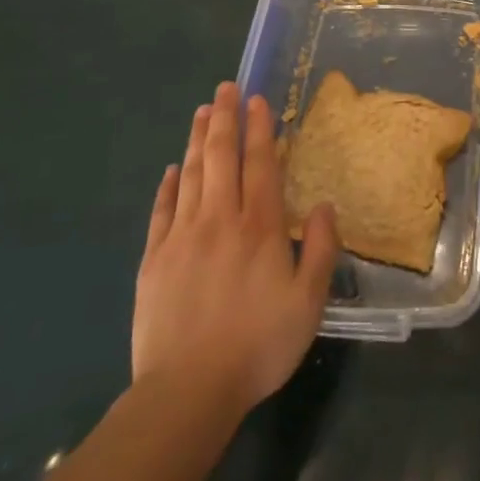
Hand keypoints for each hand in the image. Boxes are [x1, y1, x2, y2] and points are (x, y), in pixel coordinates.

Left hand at [131, 82, 337, 417]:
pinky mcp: (154, 260)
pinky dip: (168, 185)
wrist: (188, 392)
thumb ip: (321, 250)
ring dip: (198, 140)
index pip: (259, 163)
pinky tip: (172, 169)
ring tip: (202, 111)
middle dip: (224, 118)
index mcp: (259, 226)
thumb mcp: (309, 303)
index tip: (256, 99)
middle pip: (222, 157)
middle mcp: (219, 219)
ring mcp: (182, 237)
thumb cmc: (258, 345)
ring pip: (191, 175)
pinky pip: (162, 210)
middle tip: (224, 88)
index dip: (259, 128)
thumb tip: (325, 206)